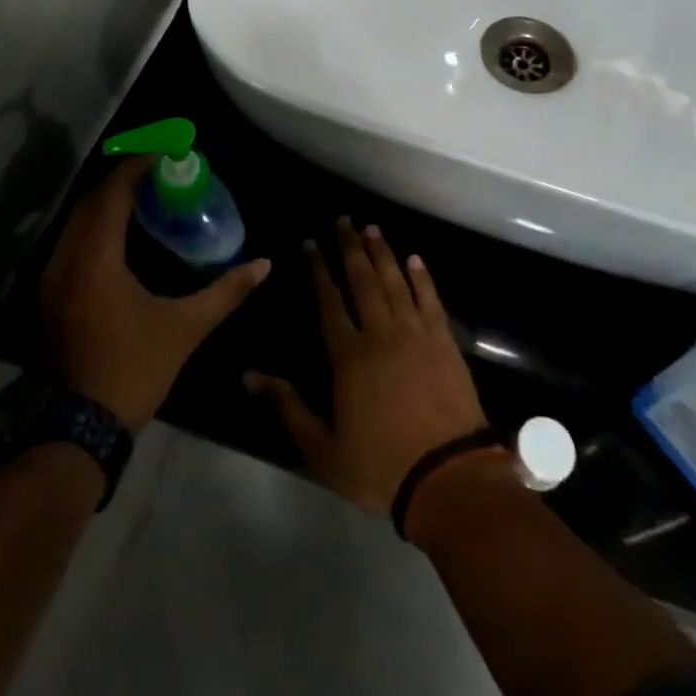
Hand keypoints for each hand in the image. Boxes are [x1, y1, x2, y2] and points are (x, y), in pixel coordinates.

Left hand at [41, 158, 269, 428]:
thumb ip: (226, 291)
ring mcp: (50, 280)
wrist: (77, 430)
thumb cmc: (133, 370)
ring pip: (76, 223)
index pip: (113, 194)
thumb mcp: (186, 328)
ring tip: (143, 200)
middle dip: (123, 181)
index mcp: (96, 259)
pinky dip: (93, 228)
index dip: (138, 167)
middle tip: (158, 175)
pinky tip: (119, 239)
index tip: (165, 155)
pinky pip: (69, 244)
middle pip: (91, 202)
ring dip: (106, 204)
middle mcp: (66, 260)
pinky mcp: (47, 298)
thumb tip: (264, 265)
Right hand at [246, 217, 489, 514]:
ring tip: (372, 228)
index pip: (329, 301)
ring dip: (382, 252)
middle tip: (343, 219)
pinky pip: (430, 298)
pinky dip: (421, 276)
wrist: (447, 476)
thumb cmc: (379, 465)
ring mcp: (415, 333)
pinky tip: (414, 259)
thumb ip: (287, 408)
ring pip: (394, 281)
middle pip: (362, 280)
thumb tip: (249, 376)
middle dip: (350, 247)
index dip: (319, 270)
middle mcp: (380, 333)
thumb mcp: (322, 449)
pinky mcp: (443, 340)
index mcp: (348, 356)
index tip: (310, 243)